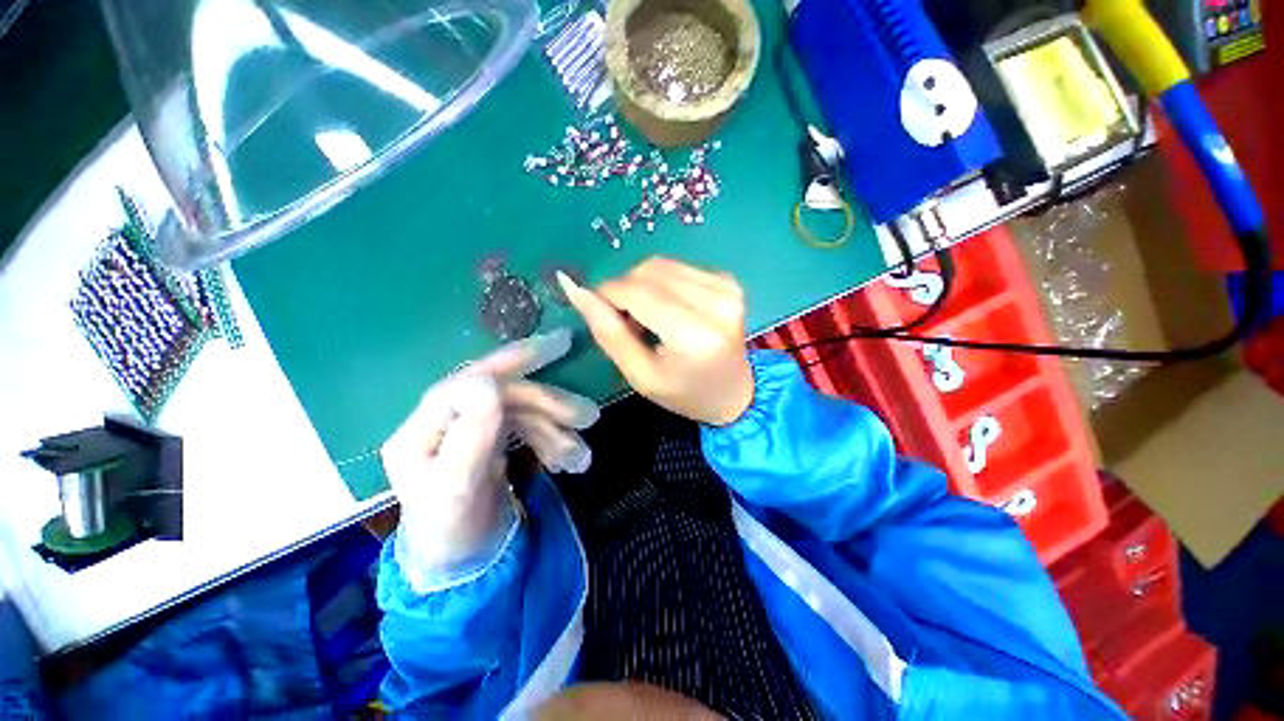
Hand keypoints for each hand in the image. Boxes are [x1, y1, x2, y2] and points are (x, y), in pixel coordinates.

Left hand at [381, 330, 596, 588]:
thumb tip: (486, 381)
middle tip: (588, 417)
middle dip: (550, 404)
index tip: (562, 345)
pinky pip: (529, 427)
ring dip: (556, 429)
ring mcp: (471, 428)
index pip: (474, 378)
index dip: (517, 358)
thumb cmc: (451, 531)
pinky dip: (552, 439)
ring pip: (523, 411)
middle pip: (506, 393)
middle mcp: (447, 419)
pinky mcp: (491, 439)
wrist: (461, 565)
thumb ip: (469, 435)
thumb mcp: (456, 488)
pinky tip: (567, 459)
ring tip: (580, 457)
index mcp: (426, 426)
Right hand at [558, 257, 753, 425]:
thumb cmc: (684, 393)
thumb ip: (608, 332)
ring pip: (662, 265)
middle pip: (648, 271)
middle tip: (625, 321)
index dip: (607, 294)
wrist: (733, 394)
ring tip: (646, 317)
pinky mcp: (728, 281)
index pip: (638, 292)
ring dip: (642, 285)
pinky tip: (667, 308)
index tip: (597, 310)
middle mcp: (716, 302)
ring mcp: (726, 288)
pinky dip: (662, 283)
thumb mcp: (640, 375)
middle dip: (624, 290)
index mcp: (694, 334)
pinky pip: (678, 268)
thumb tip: (576, 290)